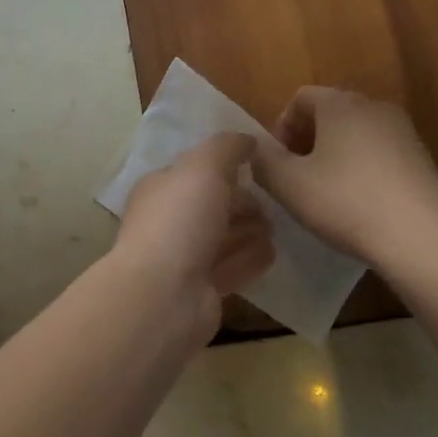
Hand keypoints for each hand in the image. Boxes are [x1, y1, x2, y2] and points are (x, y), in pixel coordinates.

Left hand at [110, 133, 274, 340]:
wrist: (164, 295)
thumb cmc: (180, 221)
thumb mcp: (204, 167)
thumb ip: (227, 147)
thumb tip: (248, 140)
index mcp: (161, 188)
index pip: (196, 171)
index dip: (226, 166)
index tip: (260, 166)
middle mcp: (169, 221)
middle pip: (212, 205)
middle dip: (242, 201)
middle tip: (273, 202)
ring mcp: (184, 258)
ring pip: (222, 237)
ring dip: (249, 230)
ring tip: (276, 226)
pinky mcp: (202, 290)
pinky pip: (232, 267)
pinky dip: (250, 259)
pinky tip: (271, 253)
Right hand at [252, 87, 437, 265]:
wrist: (420, 238)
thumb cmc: (345, 202)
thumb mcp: (287, 184)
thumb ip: (263, 160)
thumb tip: (256, 149)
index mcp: (341, 104)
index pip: (301, 97)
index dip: (281, 126)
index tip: (277, 162)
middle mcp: (375, 107)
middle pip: (329, 112)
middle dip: (306, 141)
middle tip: (296, 177)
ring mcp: (403, 132)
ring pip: (355, 133)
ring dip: (333, 155)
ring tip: (325, 192)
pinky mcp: (421, 158)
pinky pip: (379, 152)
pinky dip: (361, 168)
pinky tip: (357, 203)